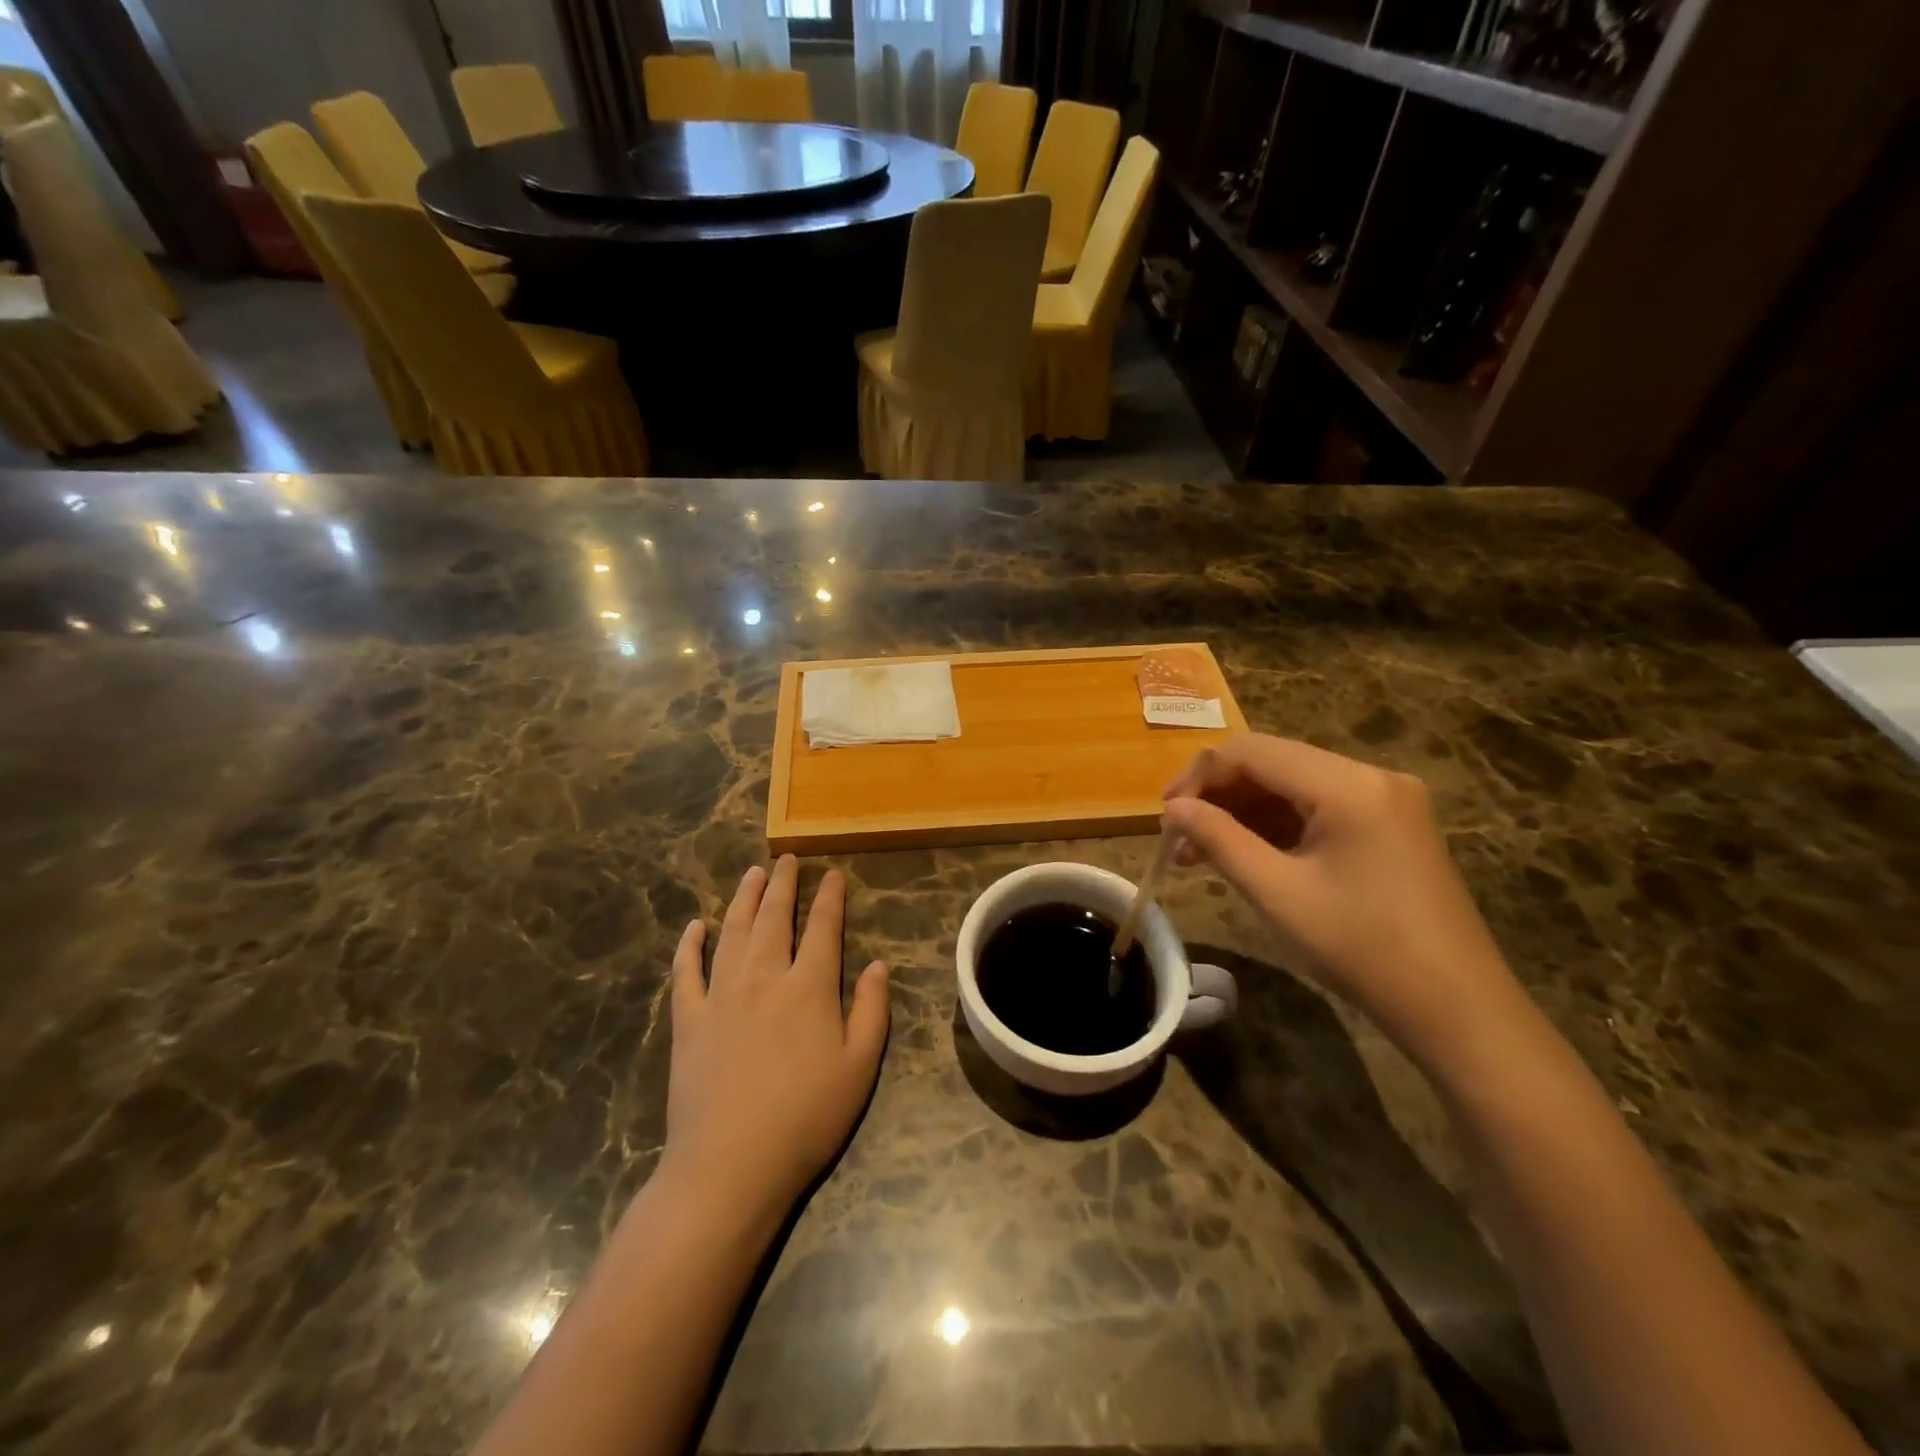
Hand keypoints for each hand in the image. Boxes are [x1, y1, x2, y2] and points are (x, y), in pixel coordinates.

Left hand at [665, 857, 890, 1223]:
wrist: (730, 1164)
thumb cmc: (806, 1118)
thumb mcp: (860, 1067)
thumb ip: (872, 1010)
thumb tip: (878, 965)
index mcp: (809, 988)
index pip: (823, 929)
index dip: (830, 898)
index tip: (832, 874)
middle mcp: (764, 978)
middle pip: (774, 919)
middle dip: (783, 885)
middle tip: (787, 859)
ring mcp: (720, 996)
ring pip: (733, 933)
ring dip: (743, 899)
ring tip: (752, 874)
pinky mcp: (688, 1021)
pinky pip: (686, 971)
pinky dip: (690, 945)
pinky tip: (696, 926)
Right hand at [1164, 734, 1522, 1069]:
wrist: (1457, 1010)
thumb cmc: (1361, 949)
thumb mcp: (1277, 893)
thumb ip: (1218, 839)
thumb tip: (1173, 809)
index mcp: (1348, 785)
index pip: (1253, 751)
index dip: (1200, 776)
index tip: (1165, 816)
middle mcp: (1371, 777)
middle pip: (1273, 764)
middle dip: (1219, 795)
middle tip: (1178, 836)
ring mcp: (1385, 801)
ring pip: (1292, 787)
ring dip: (1243, 813)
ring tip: (1199, 853)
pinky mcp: (1390, 826)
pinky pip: (1317, 810)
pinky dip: (1276, 827)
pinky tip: (1243, 855)